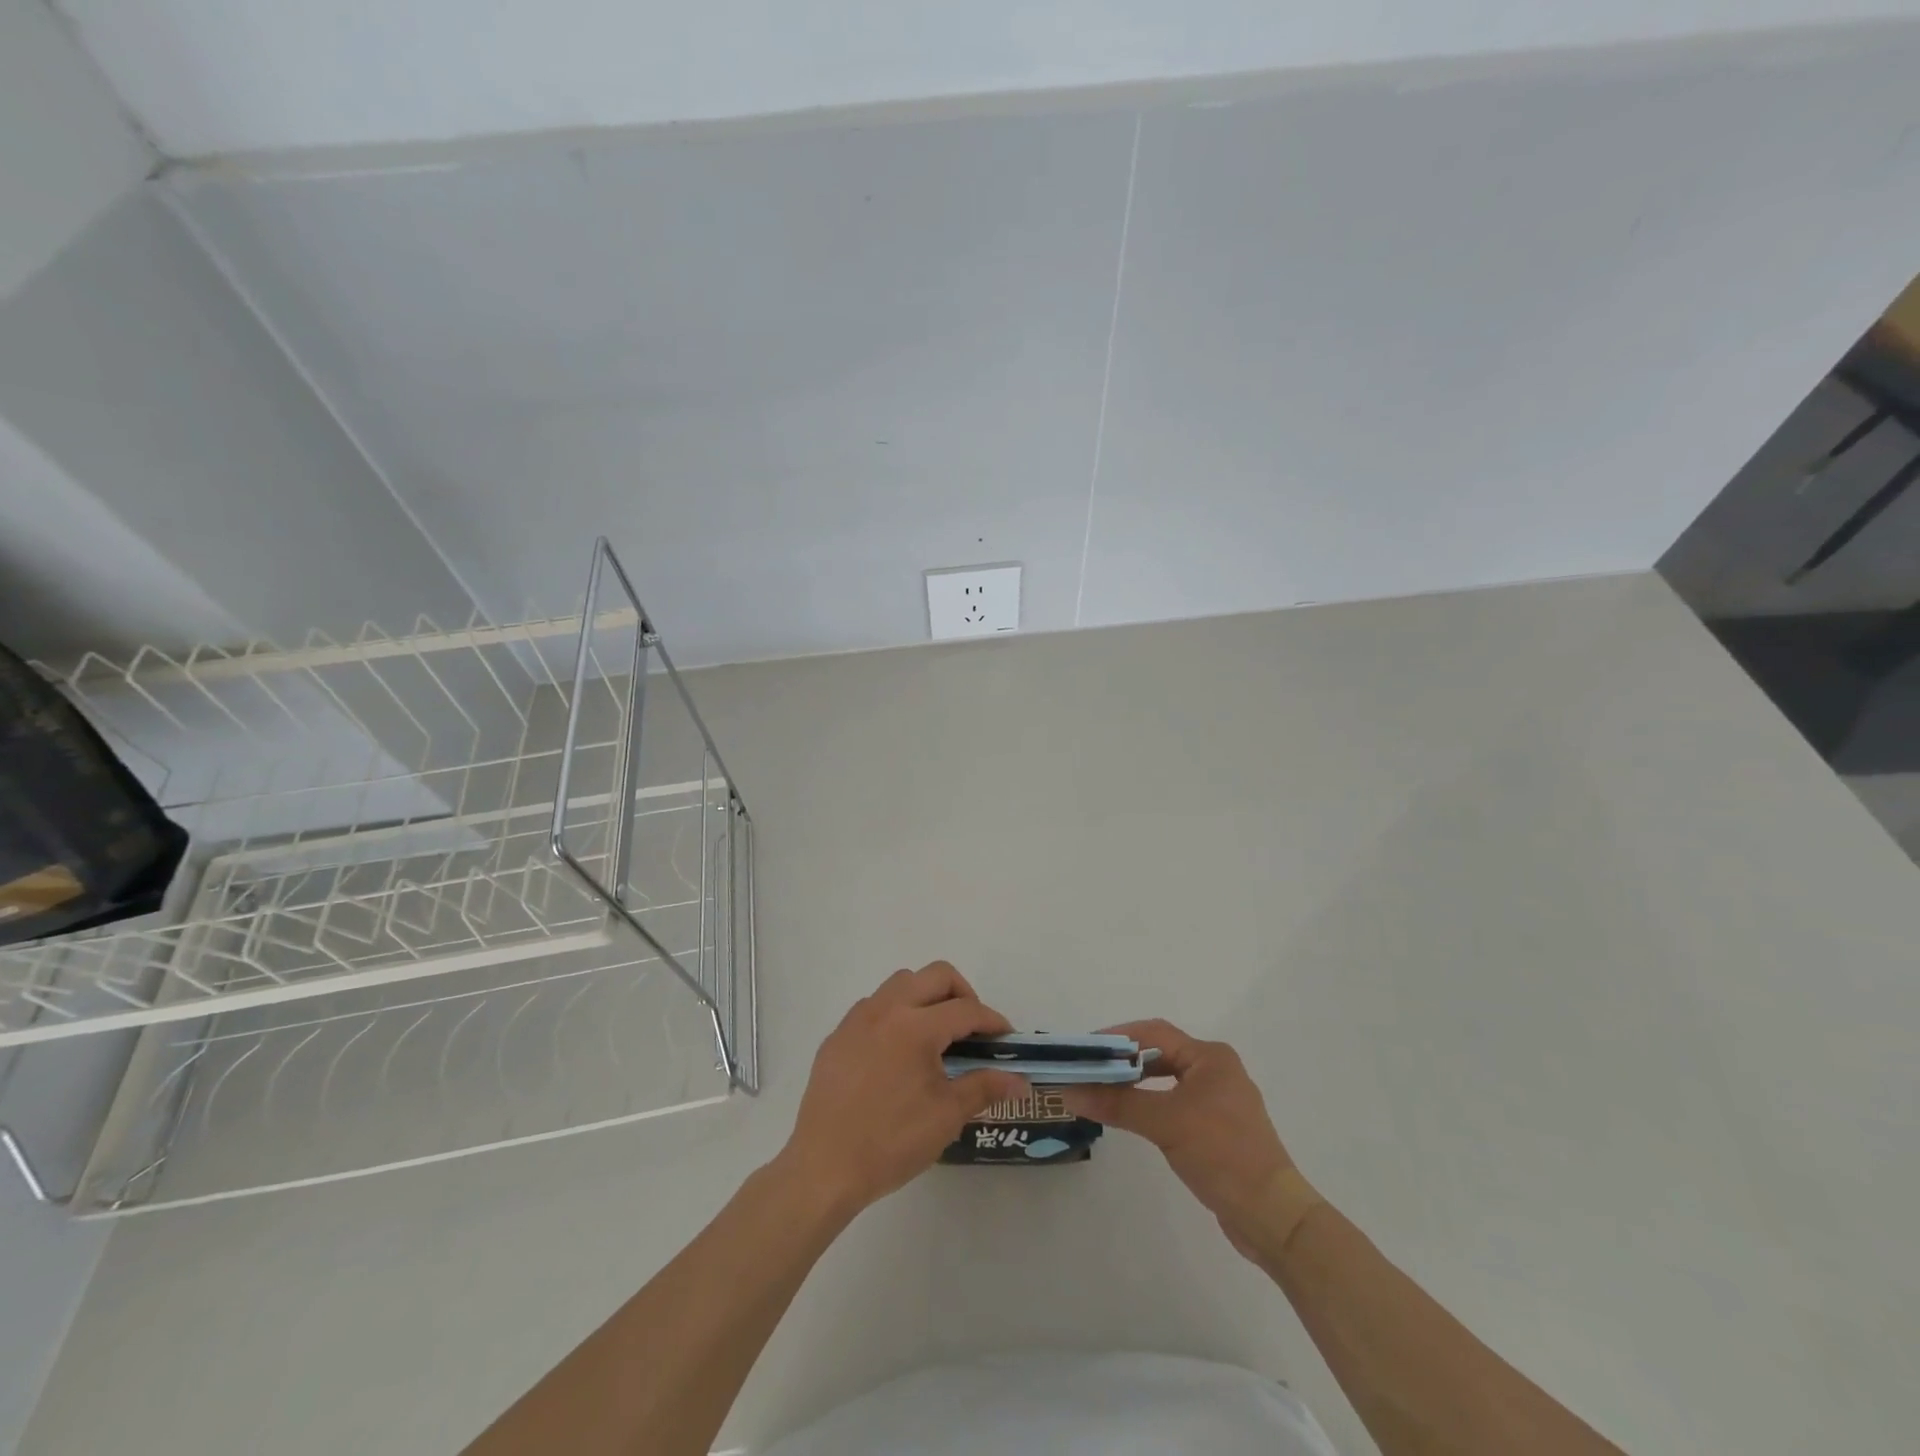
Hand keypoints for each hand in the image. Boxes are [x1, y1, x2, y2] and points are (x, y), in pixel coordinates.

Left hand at [776, 962, 1027, 1218]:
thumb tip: (1021, 1081)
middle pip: (936, 975)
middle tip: (972, 1029)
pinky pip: (874, 1006)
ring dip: (926, 996)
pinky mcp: (838, 1035)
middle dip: (963, 994)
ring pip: (901, 982)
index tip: (1006, 1039)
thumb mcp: (946, 1115)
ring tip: (936, 1035)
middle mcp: (886, 1009)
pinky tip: (898, 1052)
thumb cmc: (891, 1142)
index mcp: (916, 1026)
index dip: (992, 1021)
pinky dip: (896, 1013)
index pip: (966, 1009)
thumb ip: (985, 1087)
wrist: (824, 1168)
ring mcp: (857, 1019)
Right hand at [1061, 1019, 1294, 1256]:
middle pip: (1160, 1053)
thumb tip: (1069, 1091)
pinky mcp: (1218, 1129)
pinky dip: (1150, 1104)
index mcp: (1210, 1057)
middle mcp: (1216, 1070)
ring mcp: (1219, 1101)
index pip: (1154, 1033)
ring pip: (1167, 1080)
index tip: (1083, 1049)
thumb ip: (1117, 1103)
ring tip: (1101, 1090)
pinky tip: (1131, 1116)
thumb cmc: (1222, 1155)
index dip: (1116, 1037)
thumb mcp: (1165, 1123)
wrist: (1273, 1217)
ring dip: (1135, 1083)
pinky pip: (1175, 1103)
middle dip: (1123, 1060)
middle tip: (1087, 1070)